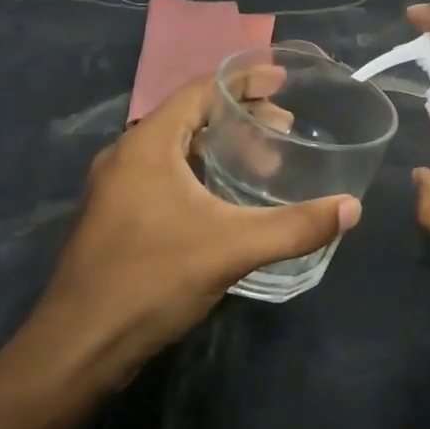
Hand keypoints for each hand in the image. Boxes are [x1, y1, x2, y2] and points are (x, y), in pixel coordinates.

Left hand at [35, 71, 360, 380]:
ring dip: (219, 145)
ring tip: (263, 159)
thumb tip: (351, 208)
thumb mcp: (231, 248)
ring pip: (175, 149)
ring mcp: (116, 189)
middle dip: (239, 115)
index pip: (199, 91)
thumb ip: (294, 226)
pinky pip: (165, 175)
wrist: (78, 347)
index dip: (244, 81)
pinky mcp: (116, 218)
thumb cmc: (151, 280)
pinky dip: (200, 171)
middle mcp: (126, 156)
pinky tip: (225, 197)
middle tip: (285, 127)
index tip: (283, 81)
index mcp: (147, 144)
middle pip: (189, 116)